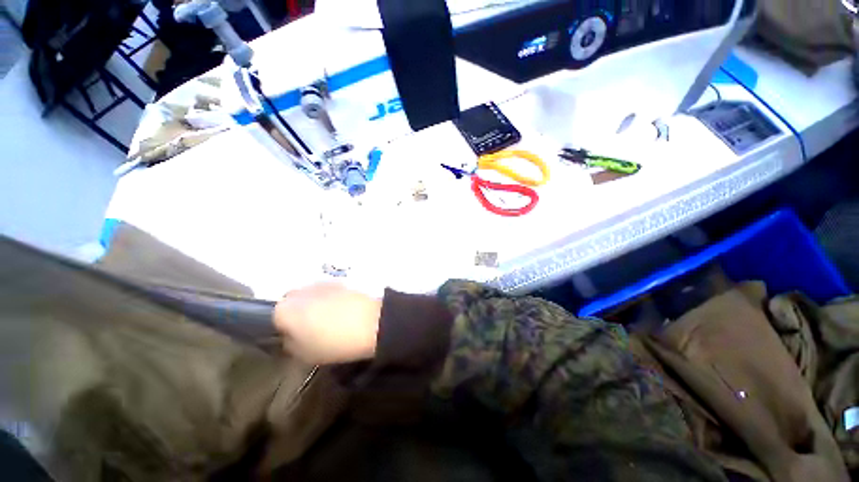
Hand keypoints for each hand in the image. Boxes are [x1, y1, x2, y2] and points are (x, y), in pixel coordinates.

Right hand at [273, 283, 381, 364]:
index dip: (283, 328)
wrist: (371, 323)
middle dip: (296, 313)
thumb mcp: (304, 354)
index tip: (295, 337)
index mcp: (284, 309)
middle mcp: (299, 291)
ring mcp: (321, 283)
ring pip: (309, 295)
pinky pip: (326, 292)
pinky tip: (341, 310)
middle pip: (290, 302)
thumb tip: (290, 335)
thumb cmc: (334, 342)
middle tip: (310, 328)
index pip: (273, 317)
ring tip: (329, 319)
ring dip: (313, 304)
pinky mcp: (339, 281)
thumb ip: (289, 343)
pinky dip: (329, 299)